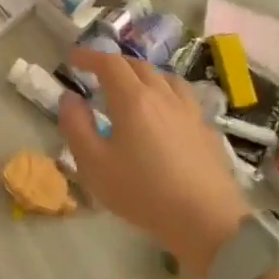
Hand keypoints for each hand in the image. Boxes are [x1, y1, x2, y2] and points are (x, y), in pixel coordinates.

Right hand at [59, 48, 248, 276]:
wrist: (208, 222)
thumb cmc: (143, 193)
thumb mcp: (94, 164)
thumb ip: (76, 126)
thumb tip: (70, 97)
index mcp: (133, 99)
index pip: (109, 62)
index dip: (89, 55)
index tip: (73, 58)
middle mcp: (163, 96)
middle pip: (138, 65)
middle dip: (114, 64)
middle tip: (97, 74)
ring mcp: (190, 112)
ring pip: (165, 78)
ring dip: (143, 75)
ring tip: (133, 89)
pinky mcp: (207, 130)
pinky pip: (184, 98)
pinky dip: (166, 94)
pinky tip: (165, 114)